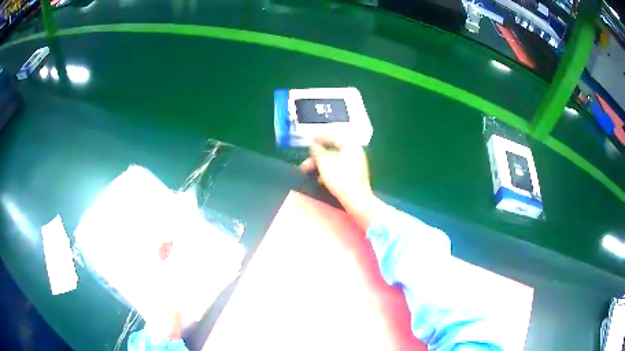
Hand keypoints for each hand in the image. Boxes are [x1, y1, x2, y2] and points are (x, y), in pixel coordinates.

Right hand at [300, 135, 382, 229]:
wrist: (357, 199)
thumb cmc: (341, 178)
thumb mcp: (325, 162)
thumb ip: (317, 151)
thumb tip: (314, 146)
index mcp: (350, 145)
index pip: (333, 137)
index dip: (320, 137)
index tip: (310, 140)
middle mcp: (355, 153)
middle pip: (332, 151)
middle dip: (316, 157)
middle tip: (305, 163)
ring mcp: (356, 165)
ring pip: (334, 162)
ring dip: (320, 166)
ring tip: (309, 173)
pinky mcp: (354, 177)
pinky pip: (339, 170)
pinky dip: (328, 173)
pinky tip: (321, 181)